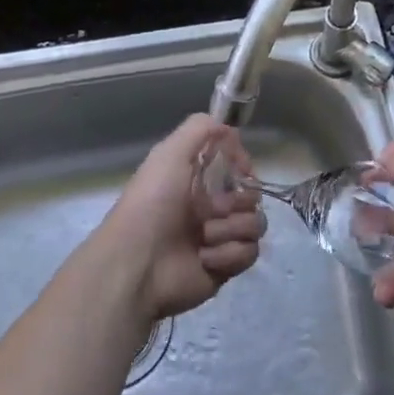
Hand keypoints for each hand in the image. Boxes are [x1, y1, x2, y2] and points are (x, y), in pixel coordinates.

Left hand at [96, 115, 266, 320]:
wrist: (138, 263)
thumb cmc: (153, 203)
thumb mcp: (169, 153)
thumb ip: (200, 128)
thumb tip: (230, 128)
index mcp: (196, 180)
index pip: (236, 166)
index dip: (242, 165)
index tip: (241, 168)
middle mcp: (209, 206)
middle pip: (251, 195)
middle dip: (238, 201)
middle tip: (214, 209)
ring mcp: (219, 237)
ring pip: (255, 224)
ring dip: (231, 228)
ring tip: (205, 237)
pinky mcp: (225, 266)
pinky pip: (249, 252)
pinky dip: (229, 254)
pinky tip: (205, 257)